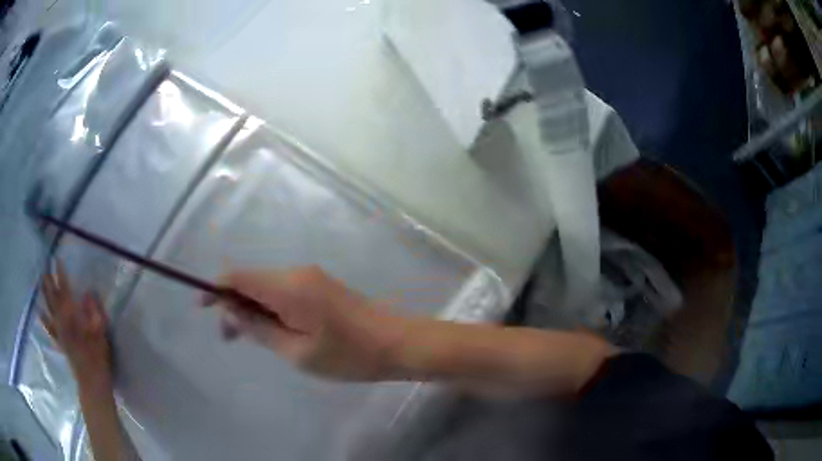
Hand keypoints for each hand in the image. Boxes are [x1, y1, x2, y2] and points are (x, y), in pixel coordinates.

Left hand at [40, 260, 111, 390]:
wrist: (91, 380)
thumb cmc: (97, 355)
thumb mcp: (100, 331)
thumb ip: (94, 310)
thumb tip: (88, 291)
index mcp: (72, 314)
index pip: (65, 288)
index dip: (61, 273)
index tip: (58, 258)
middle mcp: (62, 319)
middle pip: (53, 295)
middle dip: (49, 280)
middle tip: (45, 265)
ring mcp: (59, 331)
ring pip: (49, 308)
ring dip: (44, 294)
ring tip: (40, 281)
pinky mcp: (60, 341)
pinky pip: (49, 328)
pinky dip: (44, 319)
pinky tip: (39, 312)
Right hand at [205, 266, 401, 380]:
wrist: (397, 343)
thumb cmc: (348, 355)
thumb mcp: (297, 352)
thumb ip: (259, 329)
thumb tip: (230, 311)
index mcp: (288, 286)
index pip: (238, 276)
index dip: (216, 288)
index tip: (202, 308)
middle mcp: (296, 273)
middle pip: (250, 280)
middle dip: (233, 305)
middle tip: (231, 339)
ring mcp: (310, 278)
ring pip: (266, 287)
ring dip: (252, 309)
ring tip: (251, 340)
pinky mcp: (320, 286)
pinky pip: (283, 291)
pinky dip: (270, 308)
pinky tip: (274, 331)